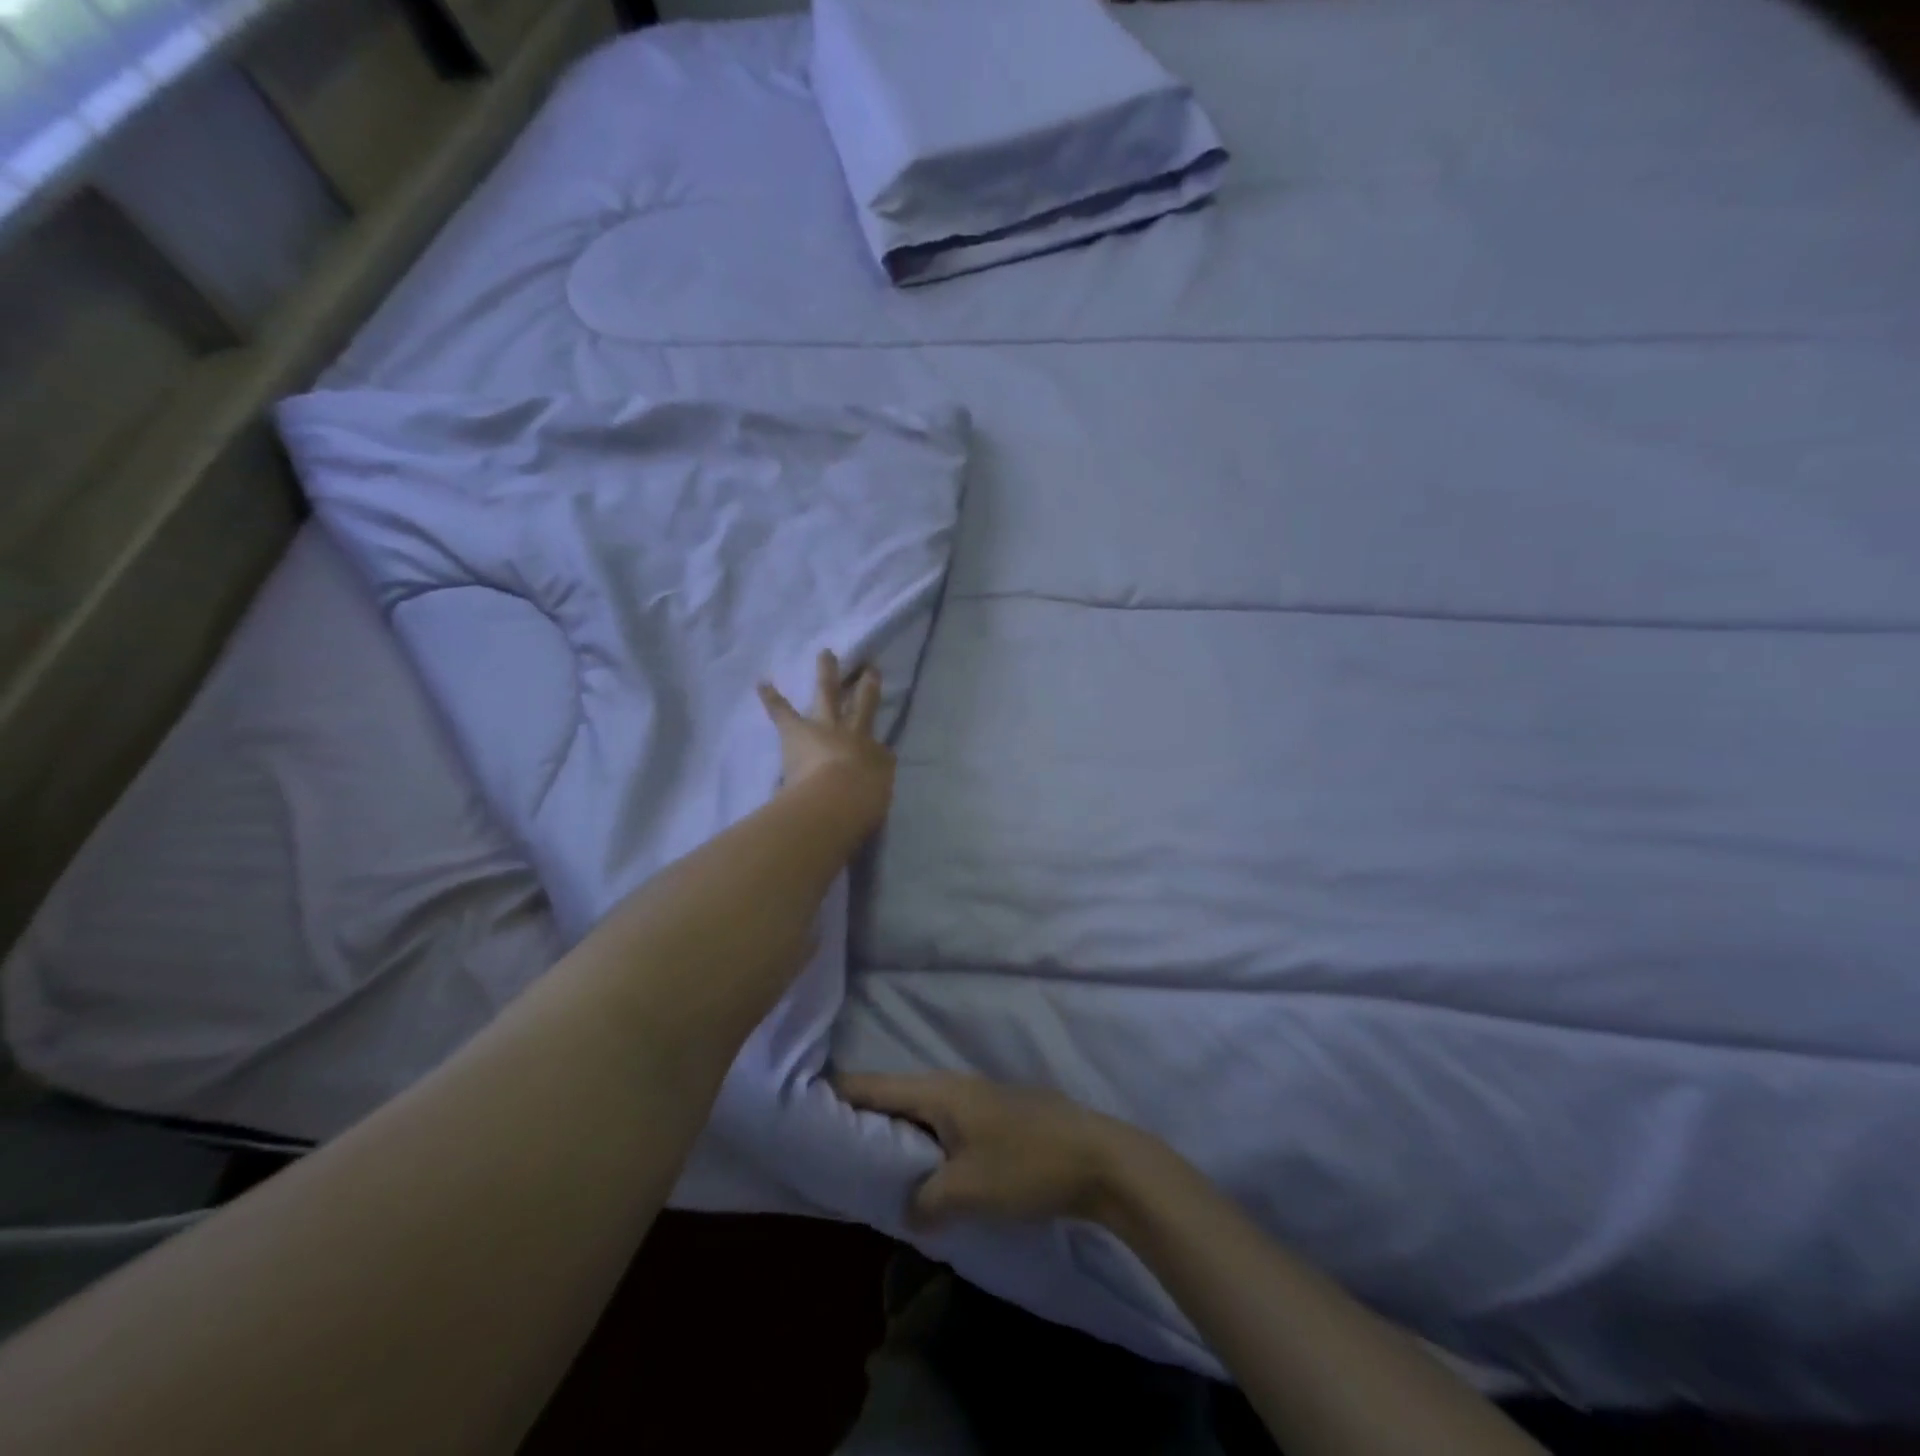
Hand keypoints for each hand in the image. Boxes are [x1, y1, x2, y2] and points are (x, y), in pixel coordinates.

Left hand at [758, 650, 894, 831]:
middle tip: (867, 668)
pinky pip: (782, 711)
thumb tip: (872, 780)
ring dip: (827, 673)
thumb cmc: (861, 804)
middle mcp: (853, 734)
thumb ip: (873, 787)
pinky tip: (762, 682)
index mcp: (873, 754)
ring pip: (827, 694)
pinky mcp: (796, 732)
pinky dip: (772, 697)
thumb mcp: (875, 796)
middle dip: (864, 686)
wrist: (837, 799)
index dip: (882, 742)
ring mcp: (824, 728)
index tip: (881, 735)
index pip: (881, 746)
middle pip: (861, 704)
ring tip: (826, 654)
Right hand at [836, 1072, 1148, 1229]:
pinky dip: (924, 1143)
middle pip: (896, 1096)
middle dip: (863, 1117)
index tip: (804, 1100)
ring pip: (922, 1112)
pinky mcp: (996, 1120)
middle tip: (828, 1141)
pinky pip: (945, 1126)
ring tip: (866, 1160)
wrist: (1098, 1158)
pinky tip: (921, 1169)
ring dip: (896, 1133)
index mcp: (939, 1091)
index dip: (839, 1092)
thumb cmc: (1027, 1166)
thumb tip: (909, 1209)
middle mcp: (954, 1086)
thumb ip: (925, 1199)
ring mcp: (977, 1101)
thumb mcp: (967, 1190)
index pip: (875, 1086)